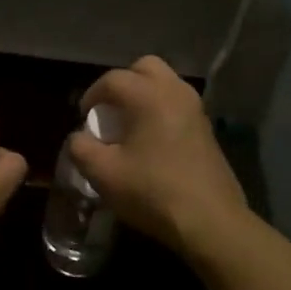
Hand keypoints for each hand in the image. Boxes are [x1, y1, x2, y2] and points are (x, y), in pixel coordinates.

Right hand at [67, 55, 248, 258]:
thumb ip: (81, 147)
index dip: (91, 95)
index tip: (83, 118)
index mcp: (148, 95)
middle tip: (110, 110)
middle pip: (145, 67)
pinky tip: (152, 141)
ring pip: (165, 83)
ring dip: (144, 94)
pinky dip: (161, 109)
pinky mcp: (207, 128)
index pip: (112, 80)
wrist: (211, 222)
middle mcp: (174, 91)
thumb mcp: (103, 174)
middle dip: (123, 83)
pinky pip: (178, 103)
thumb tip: (79, 137)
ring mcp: (195, 108)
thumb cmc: (153, 192)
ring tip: (130, 124)